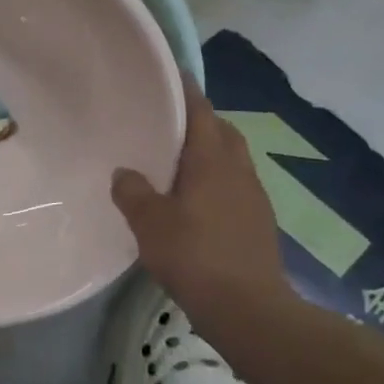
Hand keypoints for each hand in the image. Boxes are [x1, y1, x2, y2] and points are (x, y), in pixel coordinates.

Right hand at [112, 76, 289, 317]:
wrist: (250, 310)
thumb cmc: (195, 256)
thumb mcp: (150, 223)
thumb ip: (133, 192)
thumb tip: (124, 173)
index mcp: (212, 160)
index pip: (201, 110)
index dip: (186, 90)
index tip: (171, 73)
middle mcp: (238, 169)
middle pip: (222, 131)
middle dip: (200, 120)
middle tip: (168, 123)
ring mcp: (254, 197)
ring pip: (232, 159)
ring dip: (210, 152)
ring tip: (178, 162)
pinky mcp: (259, 222)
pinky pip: (235, 185)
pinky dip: (217, 180)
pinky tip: (195, 201)